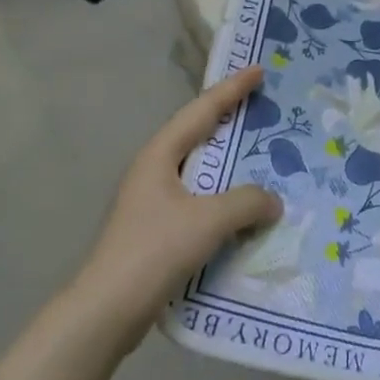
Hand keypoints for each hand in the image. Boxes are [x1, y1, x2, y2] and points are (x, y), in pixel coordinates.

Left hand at [73, 66, 283, 340]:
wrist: (107, 310)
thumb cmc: (155, 250)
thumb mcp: (209, 220)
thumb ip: (247, 202)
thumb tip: (272, 201)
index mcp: (159, 155)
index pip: (201, 111)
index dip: (232, 89)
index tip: (258, 70)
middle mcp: (152, 171)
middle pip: (197, 135)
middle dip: (229, 120)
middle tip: (262, 107)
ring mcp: (151, 202)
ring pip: (198, 171)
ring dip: (228, 164)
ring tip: (260, 157)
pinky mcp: (155, 230)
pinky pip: (198, 202)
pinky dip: (222, 198)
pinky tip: (242, 211)